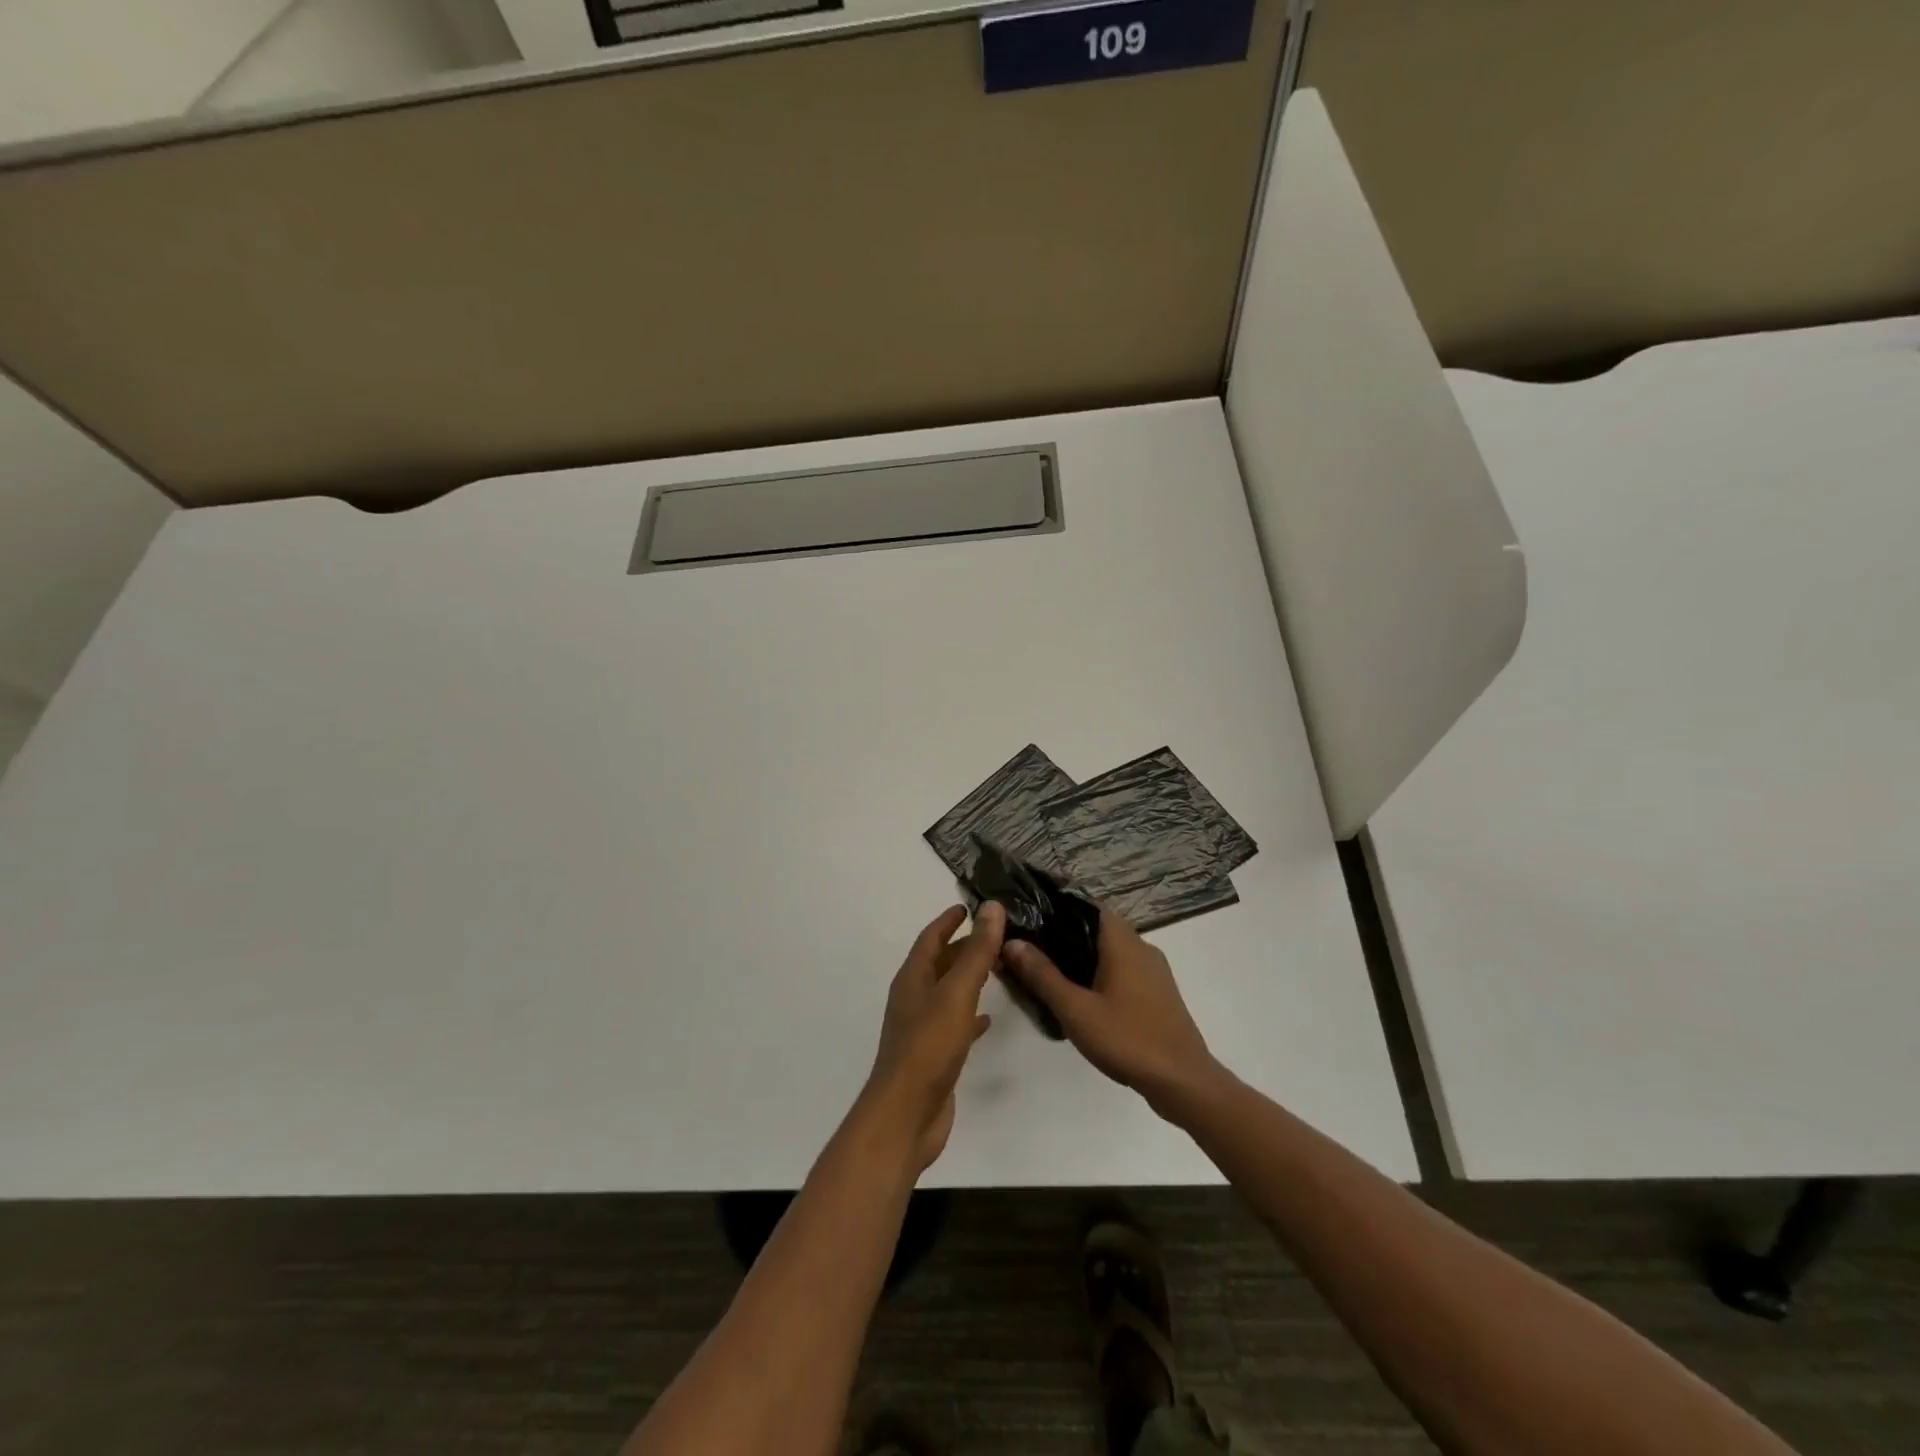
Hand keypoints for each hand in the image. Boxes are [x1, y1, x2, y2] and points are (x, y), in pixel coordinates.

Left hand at [863, 902, 1003, 1170]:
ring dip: (970, 977)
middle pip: (940, 963)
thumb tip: (992, 908)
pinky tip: (988, 1019)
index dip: (949, 920)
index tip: (969, 906)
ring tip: (999, 968)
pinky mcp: (934, 1054)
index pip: (931, 938)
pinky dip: (971, 1015)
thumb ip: (976, 952)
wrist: (906, 1116)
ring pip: (948, 992)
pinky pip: (954, 1023)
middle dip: (965, 947)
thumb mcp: (956, 993)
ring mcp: (922, 1028)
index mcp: (913, 979)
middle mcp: (914, 998)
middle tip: (998, 935)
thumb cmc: (929, 1047)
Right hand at [1000, 911, 1219, 1116]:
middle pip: (1098, 928)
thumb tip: (1012, 942)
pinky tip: (1084, 998)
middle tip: (1033, 951)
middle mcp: (1142, 947)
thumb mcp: (1075, 1009)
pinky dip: (1102, 974)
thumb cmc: (1127, 1038)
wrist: (1183, 1081)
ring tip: (1052, 974)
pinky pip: (1125, 970)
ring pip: (1112, 951)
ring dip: (1085, 957)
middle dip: (1066, 935)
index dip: (1059, 907)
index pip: (1088, 905)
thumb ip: (1042, 975)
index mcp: (1123, 941)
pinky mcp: (1159, 993)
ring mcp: (1154, 971)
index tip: (1032, 918)